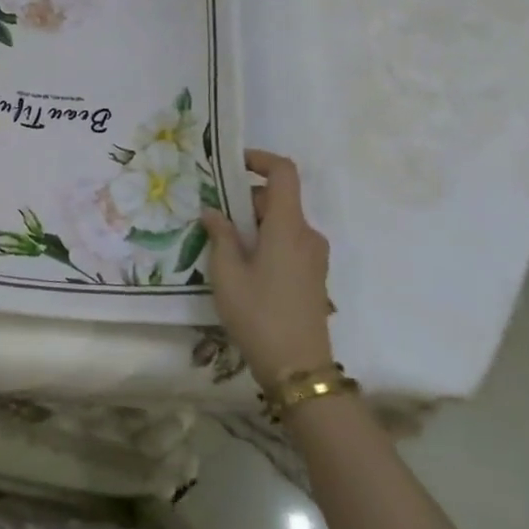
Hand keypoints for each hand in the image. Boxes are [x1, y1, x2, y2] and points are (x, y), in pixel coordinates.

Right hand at [201, 150, 334, 387]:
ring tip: (223, 245)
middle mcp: (308, 235)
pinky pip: (289, 242)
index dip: (260, 160)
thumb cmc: (258, 315)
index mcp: (288, 227)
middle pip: (279, 198)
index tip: (231, 164)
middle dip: (245, 199)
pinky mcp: (314, 276)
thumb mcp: (227, 274)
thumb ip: (220, 236)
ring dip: (254, 223)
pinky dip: (266, 241)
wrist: (298, 369)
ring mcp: (315, 257)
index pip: (284, 172)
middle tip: (213, 216)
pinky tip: (243, 266)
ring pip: (282, 222)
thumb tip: (213, 212)